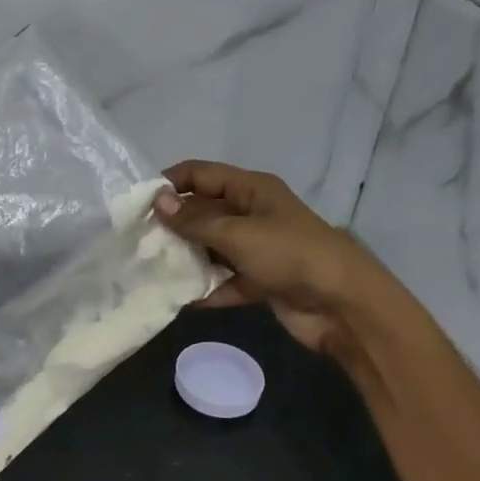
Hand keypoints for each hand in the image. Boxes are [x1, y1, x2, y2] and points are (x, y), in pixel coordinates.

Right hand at [157, 160, 390, 353]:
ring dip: (186, 258)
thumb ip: (195, 222)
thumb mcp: (238, 234)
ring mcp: (257, 249)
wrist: (343, 306)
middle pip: (204, 212)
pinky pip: (224, 281)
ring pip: (211, 248)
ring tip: (148, 268)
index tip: (138, 201)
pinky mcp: (260, 282)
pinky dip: (206, 289)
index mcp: (252, 190)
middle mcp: (252, 214)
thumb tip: (158, 203)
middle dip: (173, 224)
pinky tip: (178, 298)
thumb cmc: (290, 255)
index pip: (203, 174)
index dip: (171, 182)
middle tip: (136, 240)